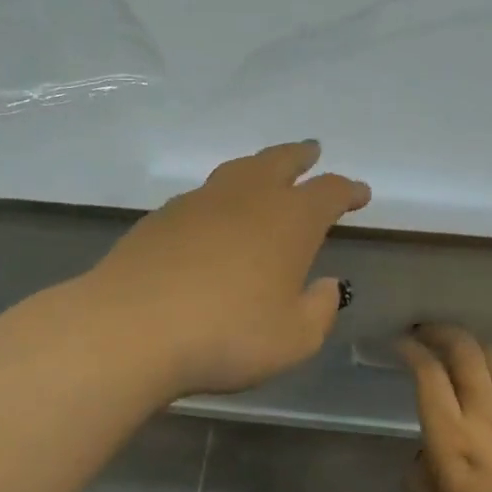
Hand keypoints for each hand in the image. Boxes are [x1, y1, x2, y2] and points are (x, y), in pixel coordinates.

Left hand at [88, 141, 370, 397]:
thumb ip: (318, 310)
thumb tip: (325, 285)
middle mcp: (247, 197)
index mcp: (289, 220)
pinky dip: (221, 196)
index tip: (359, 193)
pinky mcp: (162, 216)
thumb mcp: (293, 339)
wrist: (132, 327)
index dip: (348, 190)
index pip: (329, 192)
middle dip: (301, 156)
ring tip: (266, 171)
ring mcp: (200, 201)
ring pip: (238, 170)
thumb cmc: (227, 334)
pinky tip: (215, 214)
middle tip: (312, 152)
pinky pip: (203, 194)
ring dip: (259, 166)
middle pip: (280, 162)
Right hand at [400, 324, 491, 491]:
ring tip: (462, 355)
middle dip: (440, 332)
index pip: (427, 373)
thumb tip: (422, 457)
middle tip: (425, 334)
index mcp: (450, 437)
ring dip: (474, 347)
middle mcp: (484, 413)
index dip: (410, 350)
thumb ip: (418, 486)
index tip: (399, 345)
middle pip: (463, 349)